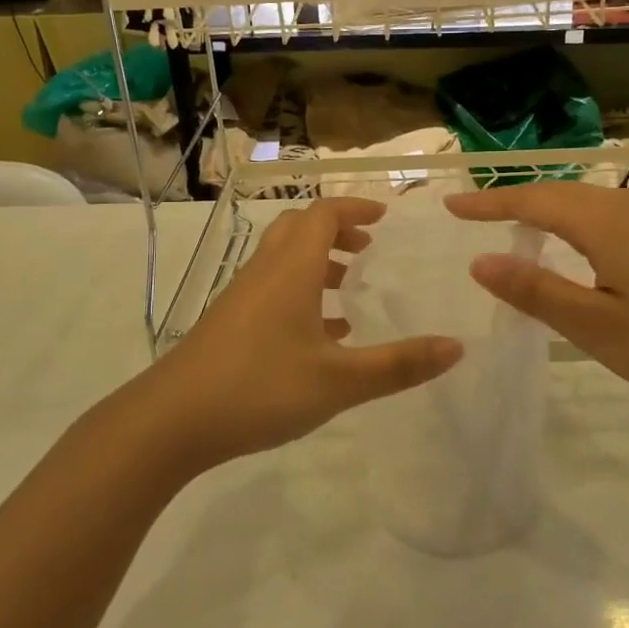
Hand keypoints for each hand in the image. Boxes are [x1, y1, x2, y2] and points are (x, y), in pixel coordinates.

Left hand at [139, 198, 463, 471]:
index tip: (385, 217)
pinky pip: (272, 288)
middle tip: (369, 249)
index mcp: (291, 269)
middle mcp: (265, 271)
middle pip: (300, 228)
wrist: (172, 420)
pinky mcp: (230, 322)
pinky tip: (323, 334)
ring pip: (284, 259)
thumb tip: (457, 347)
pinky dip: (301, 293)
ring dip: (319, 262)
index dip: (355, 207)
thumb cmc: (260, 388)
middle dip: (337, 230)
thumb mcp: (339, 381)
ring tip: (351, 289)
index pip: (323, 214)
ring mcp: (242, 296)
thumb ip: (399, 364)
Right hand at [447, 183, 628, 422]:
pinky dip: (573, 221)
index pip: (531, 201)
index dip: (488, 204)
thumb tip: (480, 262)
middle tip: (473, 214)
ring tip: (512, 225)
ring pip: (585, 201)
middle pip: (557, 193)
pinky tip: (573, 246)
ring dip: (544, 209)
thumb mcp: (596, 327)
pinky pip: (606, 215)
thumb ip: (537, 291)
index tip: (450, 206)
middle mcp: (627, 206)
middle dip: (513, 201)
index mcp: (603, 222)